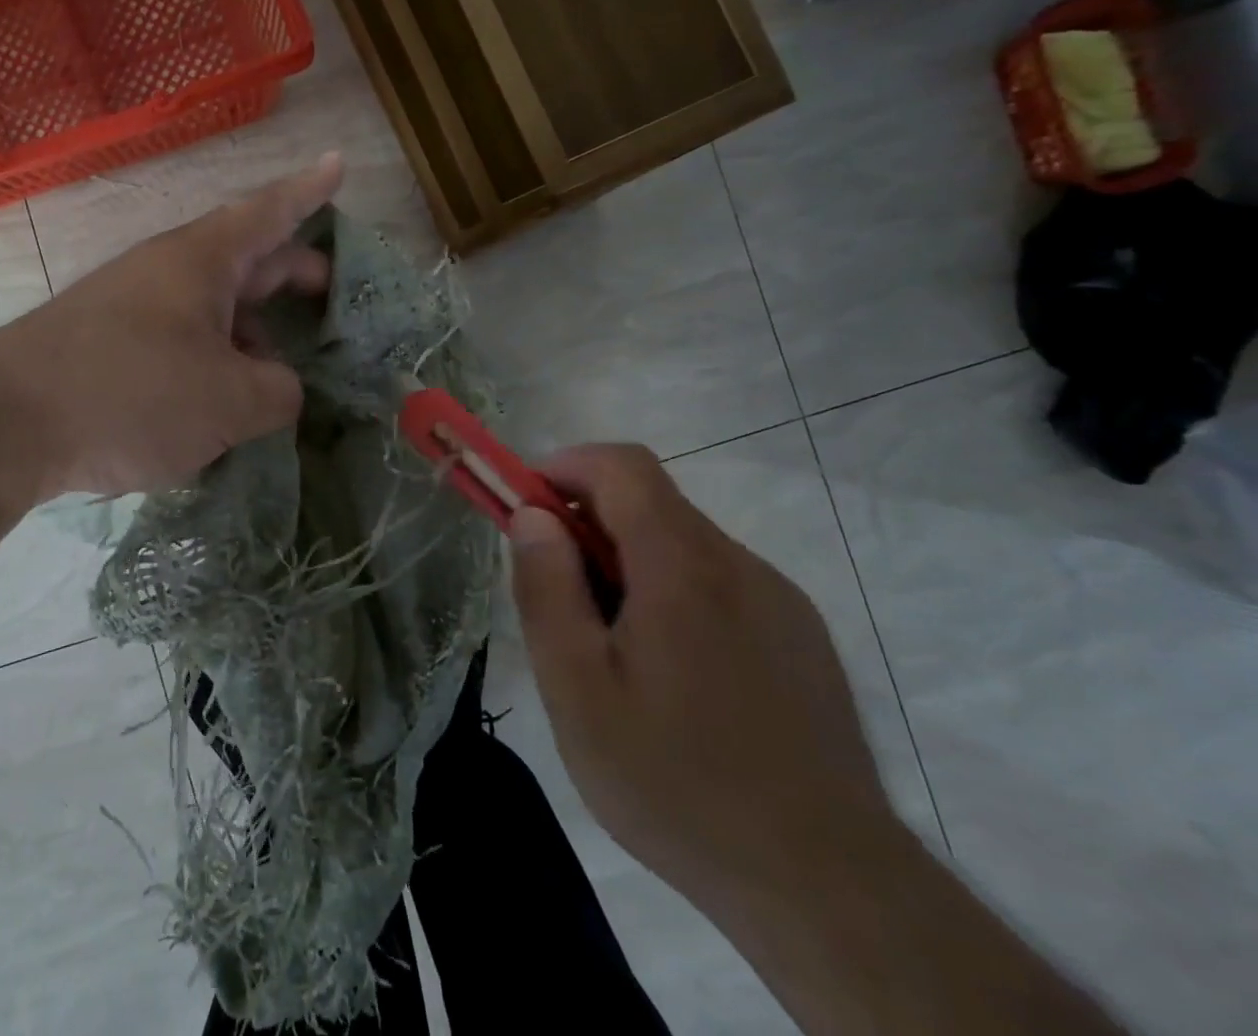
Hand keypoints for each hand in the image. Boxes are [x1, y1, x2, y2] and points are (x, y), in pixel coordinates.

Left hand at [0, 154, 343, 499]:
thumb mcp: (229, 401)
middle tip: (330, 298)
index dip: (311, 190)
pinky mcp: (109, 343)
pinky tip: (220, 406)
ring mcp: (134, 305)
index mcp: (204, 261)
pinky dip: (214, 362)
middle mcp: (168, 271)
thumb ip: (278, 393)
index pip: (270, 211)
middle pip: (247, 260)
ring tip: (277, 380)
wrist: (3, 423)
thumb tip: (281, 389)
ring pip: (212, 307)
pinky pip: (181, 340)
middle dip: (293, 276)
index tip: (339, 162)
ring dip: (251, 333)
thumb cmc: (132, 393)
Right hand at [508, 445, 893, 914]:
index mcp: (682, 565)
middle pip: (650, 504)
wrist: (828, 890)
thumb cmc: (677, 783)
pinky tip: (672, 676)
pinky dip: (674, 593)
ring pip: (683, 546)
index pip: (621, 465)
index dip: (565, 467)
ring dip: (631, 564)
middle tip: (558, 594)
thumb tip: (533, 516)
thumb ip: (547, 588)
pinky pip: (720, 584)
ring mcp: (779, 600)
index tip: (527, 509)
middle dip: (588, 525)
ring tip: (610, 649)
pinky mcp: (801, 637)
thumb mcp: (577, 689)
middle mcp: (738, 564)